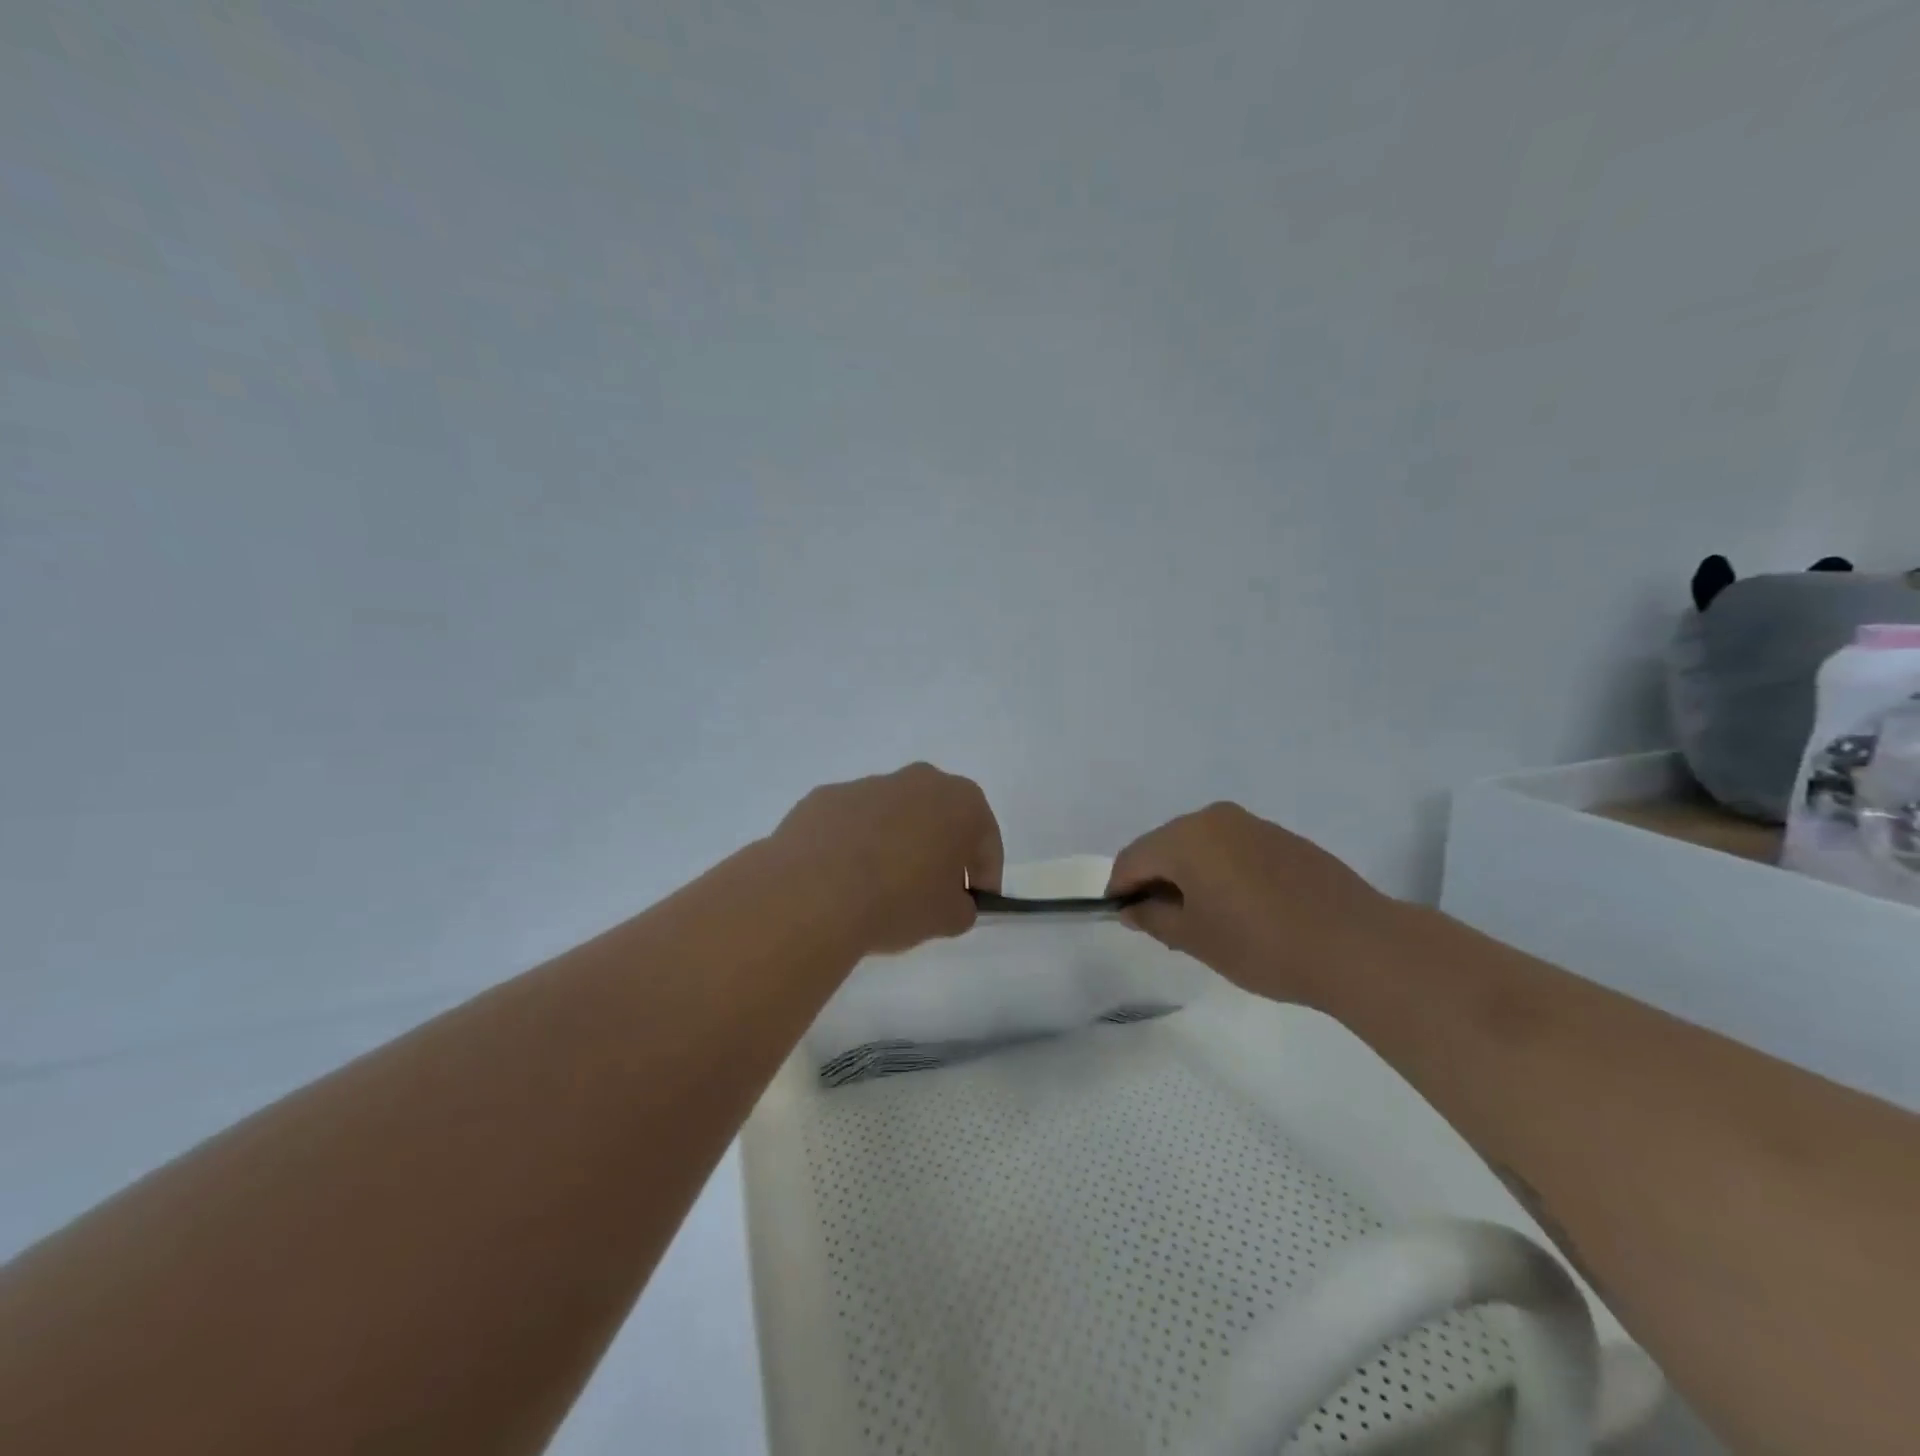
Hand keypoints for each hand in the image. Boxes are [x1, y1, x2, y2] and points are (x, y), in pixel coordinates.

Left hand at [772, 763, 1003, 955]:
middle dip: (939, 850)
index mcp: (961, 802)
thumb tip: (953, 901)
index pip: (986, 841)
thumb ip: (963, 906)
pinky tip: (842, 881)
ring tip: (879, 889)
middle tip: (930, 892)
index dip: (984, 876)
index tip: (974, 902)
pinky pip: (852, 823)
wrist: (813, 893)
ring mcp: (867, 784)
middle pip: (939, 817)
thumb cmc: (898, 901)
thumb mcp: (948, 919)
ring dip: (894, 845)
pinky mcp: (824, 797)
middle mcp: (917, 780)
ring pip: (893, 817)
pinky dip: (853, 845)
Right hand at [1106, 802, 1395, 1007]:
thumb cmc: (1261, 943)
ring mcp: (1252, 824)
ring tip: (1203, 919)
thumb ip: (1153, 918)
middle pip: (1164, 846)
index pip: (1132, 859)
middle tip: (1163, 924)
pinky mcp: (1282, 838)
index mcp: (1185, 838)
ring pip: (1199, 846)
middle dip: (1154, 880)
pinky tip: (1240, 907)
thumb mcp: (1195, 938)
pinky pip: (1232, 849)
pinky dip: (1220, 872)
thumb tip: (1133, 907)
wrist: (1357, 944)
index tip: (1125, 920)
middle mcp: (1214, 818)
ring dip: (1188, 876)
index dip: (1120, 889)